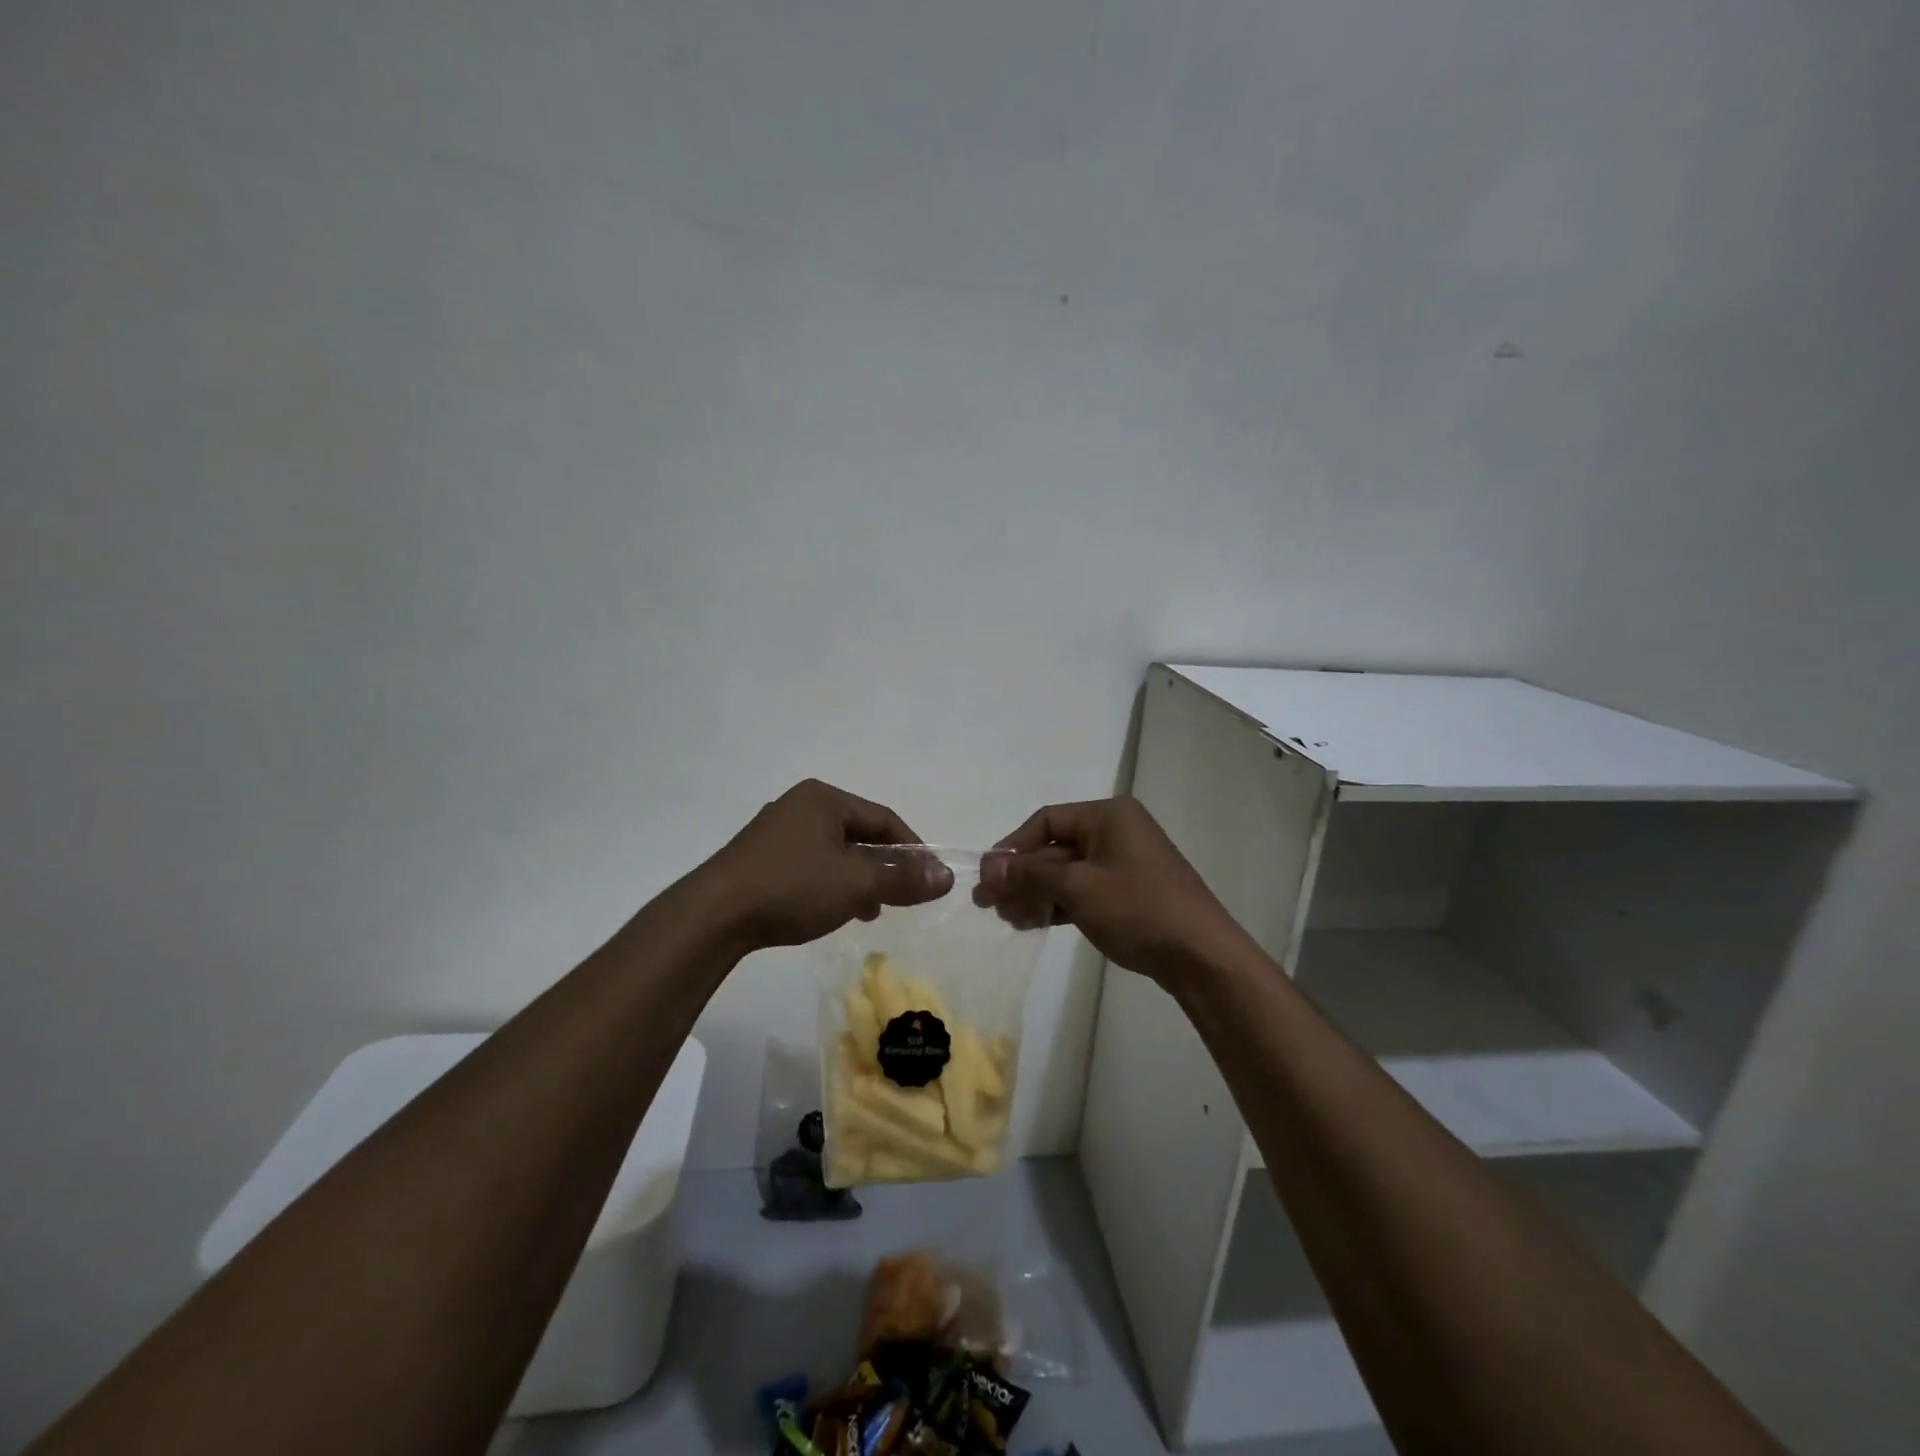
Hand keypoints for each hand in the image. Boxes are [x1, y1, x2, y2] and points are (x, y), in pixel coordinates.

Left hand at [704, 780, 952, 950]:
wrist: (714, 915)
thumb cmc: (793, 887)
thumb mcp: (858, 884)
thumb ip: (904, 879)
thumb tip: (947, 876)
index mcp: (824, 798)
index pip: (884, 817)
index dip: (912, 847)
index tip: (928, 878)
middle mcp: (799, 806)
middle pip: (858, 833)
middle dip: (883, 866)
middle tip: (900, 897)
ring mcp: (774, 832)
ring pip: (833, 852)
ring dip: (857, 878)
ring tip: (869, 910)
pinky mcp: (757, 859)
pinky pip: (808, 865)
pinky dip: (829, 884)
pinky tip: (832, 911)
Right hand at [974, 797, 1249, 988]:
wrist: (1202, 956)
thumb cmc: (1138, 909)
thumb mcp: (1077, 887)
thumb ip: (1030, 873)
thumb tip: (989, 866)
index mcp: (1108, 815)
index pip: (1046, 821)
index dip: (1012, 847)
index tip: (988, 877)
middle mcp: (1116, 831)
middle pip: (1055, 847)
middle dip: (1021, 875)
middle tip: (989, 904)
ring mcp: (1125, 863)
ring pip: (1067, 872)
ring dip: (1036, 893)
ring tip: (1009, 919)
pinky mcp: (1129, 893)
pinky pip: (1084, 890)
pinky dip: (1059, 904)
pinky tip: (1035, 922)